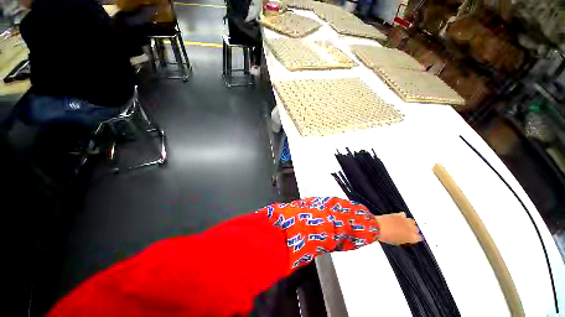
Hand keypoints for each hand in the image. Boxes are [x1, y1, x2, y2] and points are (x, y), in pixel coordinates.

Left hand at [376, 212, 420, 244]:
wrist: (378, 227)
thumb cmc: (386, 236)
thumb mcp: (397, 242)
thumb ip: (404, 240)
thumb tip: (405, 238)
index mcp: (412, 238)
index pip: (418, 238)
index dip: (413, 238)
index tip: (409, 238)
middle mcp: (412, 228)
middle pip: (416, 229)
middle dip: (412, 230)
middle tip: (405, 232)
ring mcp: (406, 220)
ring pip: (411, 221)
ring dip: (408, 223)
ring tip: (401, 225)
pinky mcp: (399, 214)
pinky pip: (403, 215)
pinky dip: (401, 216)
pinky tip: (397, 218)